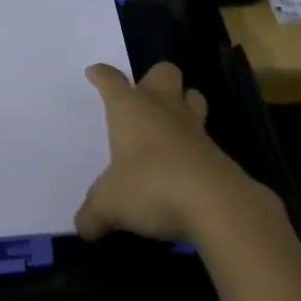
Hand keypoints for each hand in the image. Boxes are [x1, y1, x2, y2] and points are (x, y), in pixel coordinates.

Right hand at [74, 62, 270, 244]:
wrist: (214, 203)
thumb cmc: (150, 187)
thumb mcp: (109, 205)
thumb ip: (93, 214)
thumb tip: (82, 228)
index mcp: (130, 109)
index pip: (111, 81)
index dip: (101, 75)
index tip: (94, 73)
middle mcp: (162, 109)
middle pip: (163, 72)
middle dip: (154, 78)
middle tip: (144, 97)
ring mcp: (193, 127)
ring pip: (192, 96)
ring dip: (184, 102)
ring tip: (171, 122)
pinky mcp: (217, 151)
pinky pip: (205, 136)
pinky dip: (195, 144)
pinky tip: (186, 165)